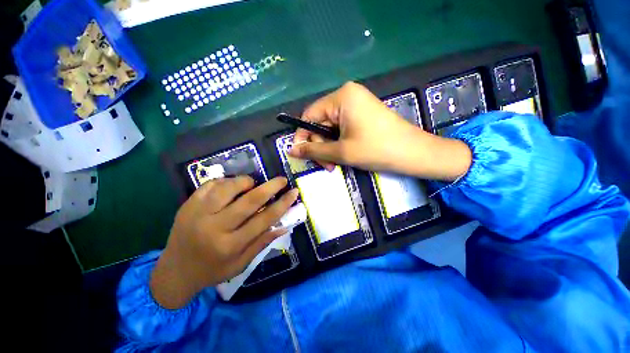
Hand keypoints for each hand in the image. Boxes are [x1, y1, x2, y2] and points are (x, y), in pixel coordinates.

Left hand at [150, 176, 298, 308]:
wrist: (174, 271)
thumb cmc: (212, 270)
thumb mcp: (241, 264)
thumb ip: (262, 242)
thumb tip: (284, 224)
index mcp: (230, 245)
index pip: (264, 219)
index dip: (282, 204)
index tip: (294, 192)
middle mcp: (215, 227)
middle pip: (249, 201)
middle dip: (270, 187)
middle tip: (282, 180)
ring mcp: (198, 214)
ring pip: (228, 188)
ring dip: (246, 181)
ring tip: (253, 183)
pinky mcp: (188, 205)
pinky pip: (211, 185)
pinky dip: (226, 181)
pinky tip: (232, 186)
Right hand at [289, 82, 471, 180]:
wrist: (414, 153)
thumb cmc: (376, 150)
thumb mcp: (341, 152)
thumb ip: (313, 150)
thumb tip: (291, 150)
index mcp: (341, 97)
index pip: (309, 116)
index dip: (302, 136)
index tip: (301, 155)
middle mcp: (347, 95)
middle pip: (320, 123)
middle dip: (320, 146)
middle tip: (327, 166)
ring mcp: (356, 104)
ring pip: (330, 129)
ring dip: (329, 148)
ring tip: (335, 164)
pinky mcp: (362, 114)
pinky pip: (342, 128)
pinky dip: (339, 143)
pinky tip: (344, 155)